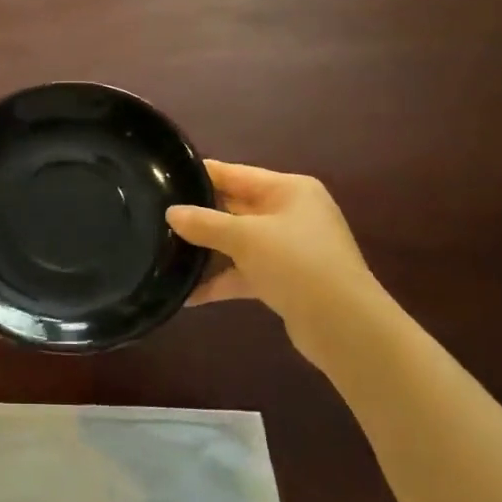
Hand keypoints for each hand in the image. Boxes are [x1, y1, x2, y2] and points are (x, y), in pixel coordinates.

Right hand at [167, 162, 383, 353]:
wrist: (345, 327)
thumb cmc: (297, 264)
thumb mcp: (246, 238)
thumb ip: (205, 223)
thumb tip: (171, 213)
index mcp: (288, 190)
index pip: (234, 174)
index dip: (199, 176)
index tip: (162, 179)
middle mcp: (290, 213)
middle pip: (234, 208)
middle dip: (198, 217)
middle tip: (156, 219)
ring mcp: (288, 249)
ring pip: (237, 243)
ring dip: (206, 252)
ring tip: (164, 254)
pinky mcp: (284, 280)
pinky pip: (244, 273)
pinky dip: (219, 281)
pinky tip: (187, 294)